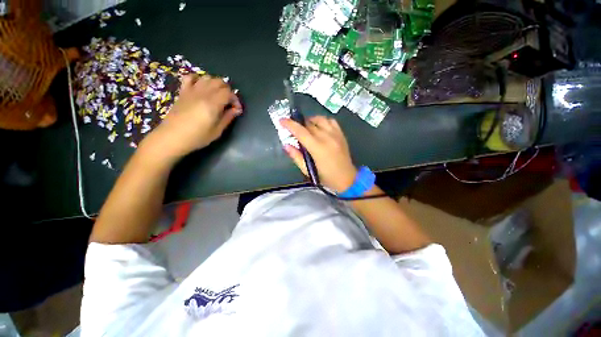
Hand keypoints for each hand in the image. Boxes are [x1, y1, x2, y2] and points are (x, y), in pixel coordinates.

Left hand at [142, 75, 241, 161]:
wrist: (171, 137)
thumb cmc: (197, 137)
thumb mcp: (217, 131)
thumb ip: (228, 118)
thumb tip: (236, 110)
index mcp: (212, 104)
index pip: (229, 93)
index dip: (235, 100)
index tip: (236, 110)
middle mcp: (203, 94)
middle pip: (219, 82)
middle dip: (228, 91)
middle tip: (229, 103)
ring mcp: (191, 91)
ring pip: (207, 77)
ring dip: (215, 84)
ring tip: (217, 96)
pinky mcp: (182, 92)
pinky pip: (190, 77)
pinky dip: (198, 79)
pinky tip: (201, 88)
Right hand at [281, 116, 357, 192]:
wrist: (347, 178)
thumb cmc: (326, 177)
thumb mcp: (308, 171)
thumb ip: (296, 157)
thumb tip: (286, 145)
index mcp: (318, 148)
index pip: (301, 132)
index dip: (290, 124)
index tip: (281, 120)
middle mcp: (327, 137)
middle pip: (309, 124)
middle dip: (299, 124)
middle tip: (294, 130)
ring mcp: (336, 134)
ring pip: (320, 119)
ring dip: (310, 121)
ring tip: (306, 127)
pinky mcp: (341, 134)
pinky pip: (331, 121)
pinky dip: (322, 121)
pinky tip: (319, 127)